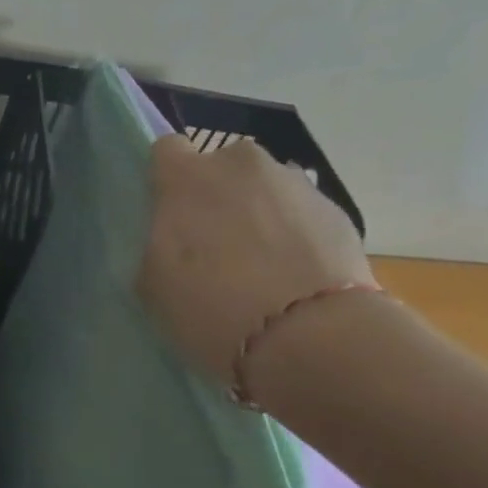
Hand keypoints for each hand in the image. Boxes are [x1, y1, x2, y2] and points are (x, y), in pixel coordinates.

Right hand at [137, 135, 373, 386]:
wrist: (311, 337)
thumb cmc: (212, 309)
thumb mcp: (152, 284)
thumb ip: (155, 243)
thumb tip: (169, 235)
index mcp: (187, 177)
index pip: (165, 151)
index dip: (166, 181)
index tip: (168, 216)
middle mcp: (240, 163)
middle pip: (220, 167)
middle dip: (216, 196)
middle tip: (214, 246)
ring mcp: (293, 182)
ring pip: (263, 188)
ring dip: (258, 213)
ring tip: (260, 265)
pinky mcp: (336, 209)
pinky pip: (299, 213)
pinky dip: (293, 234)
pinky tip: (293, 276)